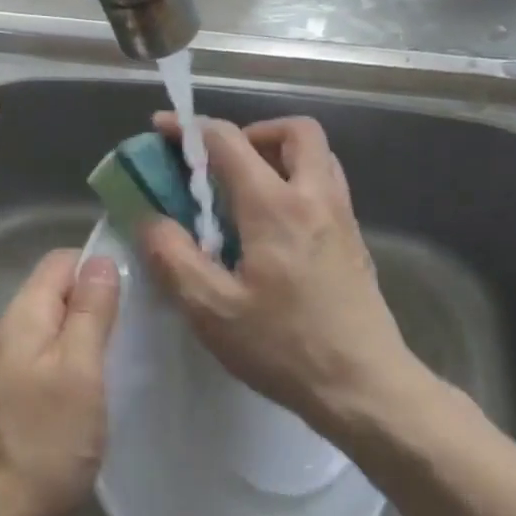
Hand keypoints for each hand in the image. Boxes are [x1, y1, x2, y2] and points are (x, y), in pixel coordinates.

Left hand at [0, 249, 119, 515]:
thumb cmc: (44, 444)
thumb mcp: (80, 371)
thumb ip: (90, 312)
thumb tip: (102, 260)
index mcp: (21, 316)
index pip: (62, 261)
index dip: (100, 266)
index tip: (138, 289)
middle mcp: (9, 331)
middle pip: (58, 292)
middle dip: (98, 299)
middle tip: (139, 324)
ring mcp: (7, 366)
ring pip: (56, 327)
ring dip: (90, 333)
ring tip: (127, 352)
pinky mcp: (13, 396)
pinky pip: (50, 358)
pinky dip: (77, 361)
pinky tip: (101, 383)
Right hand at [139, 114, 414, 433]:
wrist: (365, 385)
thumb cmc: (284, 347)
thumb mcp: (212, 309)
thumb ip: (173, 257)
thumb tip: (150, 219)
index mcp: (275, 206)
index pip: (229, 141)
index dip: (191, 129)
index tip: (164, 131)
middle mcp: (315, 197)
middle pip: (294, 131)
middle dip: (253, 132)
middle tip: (222, 164)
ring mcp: (342, 217)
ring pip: (317, 156)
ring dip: (280, 155)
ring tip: (246, 191)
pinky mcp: (354, 240)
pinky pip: (326, 186)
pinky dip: (298, 182)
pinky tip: (274, 229)